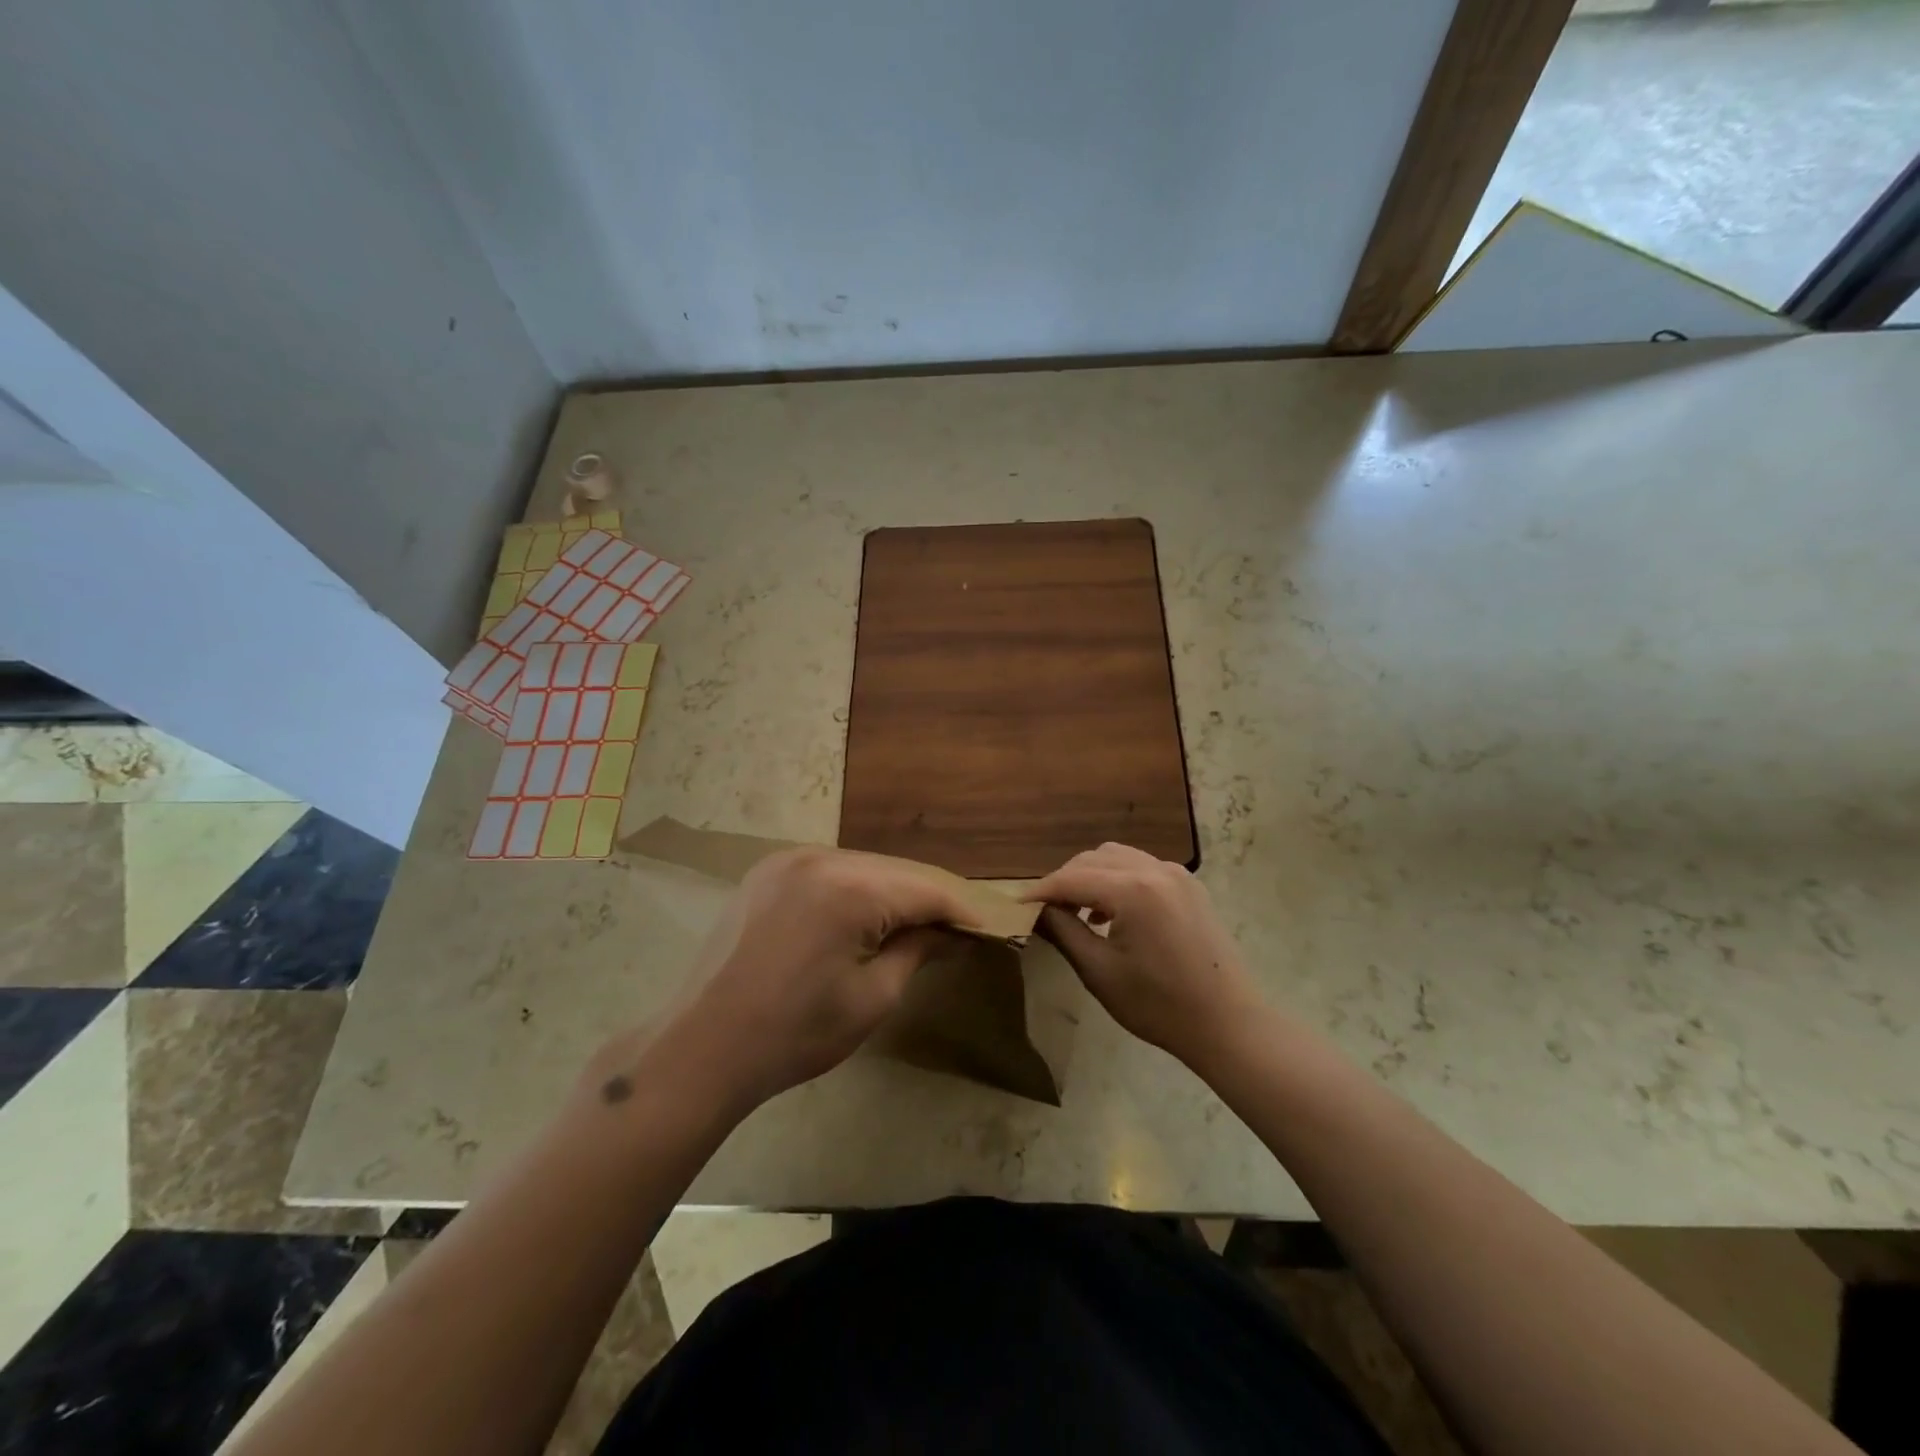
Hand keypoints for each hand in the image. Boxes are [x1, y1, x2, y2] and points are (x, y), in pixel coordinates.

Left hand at [661, 847, 969, 1110]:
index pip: (925, 890)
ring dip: (891, 891)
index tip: (988, 929)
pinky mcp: (767, 871)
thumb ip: (918, 951)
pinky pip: (828, 870)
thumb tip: (950, 933)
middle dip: (927, 898)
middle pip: (894, 870)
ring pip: (862, 866)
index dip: (961, 910)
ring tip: (914, 924)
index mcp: (850, 888)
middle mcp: (819, 857)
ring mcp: (788, 860)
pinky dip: (854, 888)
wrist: (702, 1047)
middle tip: (956, 928)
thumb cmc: (796, 1033)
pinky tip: (863, 916)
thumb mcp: (872, 998)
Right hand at [1027, 842, 1261, 1066]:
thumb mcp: (1099, 972)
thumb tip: (1037, 910)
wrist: (1227, 1023)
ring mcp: (1176, 874)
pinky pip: (1141, 867)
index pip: (1071, 877)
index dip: (1041, 890)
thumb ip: (1064, 932)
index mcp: (1133, 890)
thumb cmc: (1159, 1005)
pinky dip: (1117, 879)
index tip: (1016, 905)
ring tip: (1077, 910)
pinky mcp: (1190, 886)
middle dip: (1064, 879)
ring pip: (1117, 857)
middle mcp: (1155, 869)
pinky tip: (1111, 912)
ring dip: (1090, 876)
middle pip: (1093, 859)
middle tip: (1046, 910)